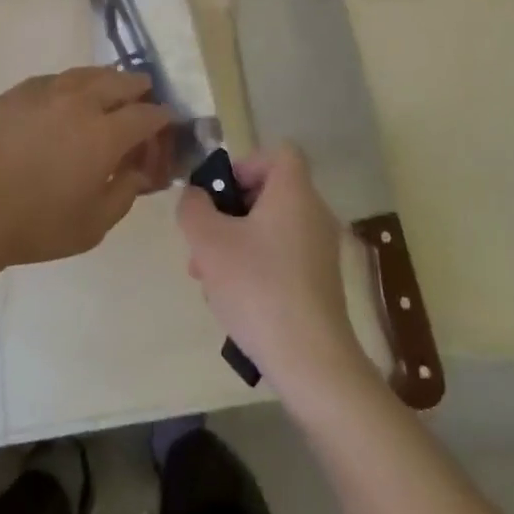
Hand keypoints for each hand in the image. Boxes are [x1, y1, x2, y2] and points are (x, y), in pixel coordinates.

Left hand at [0, 67, 173, 269]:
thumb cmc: (35, 223)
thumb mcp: (93, 225)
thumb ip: (125, 193)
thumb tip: (139, 171)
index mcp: (106, 133)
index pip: (148, 115)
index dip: (163, 118)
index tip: (167, 124)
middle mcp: (81, 101)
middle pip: (121, 81)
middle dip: (139, 89)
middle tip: (142, 100)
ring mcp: (46, 90)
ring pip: (87, 73)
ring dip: (106, 81)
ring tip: (108, 93)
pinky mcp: (17, 91)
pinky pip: (55, 79)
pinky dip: (71, 85)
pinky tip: (65, 100)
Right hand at [176, 146, 367, 395]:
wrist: (310, 360)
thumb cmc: (257, 286)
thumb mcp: (208, 241)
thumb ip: (193, 208)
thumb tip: (196, 196)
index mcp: (294, 192)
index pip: (278, 153)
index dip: (245, 164)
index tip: (220, 195)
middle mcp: (314, 213)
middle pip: (267, 194)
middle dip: (227, 214)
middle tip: (201, 241)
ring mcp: (320, 250)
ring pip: (269, 230)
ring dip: (234, 244)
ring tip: (206, 278)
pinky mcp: (320, 283)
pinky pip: (281, 258)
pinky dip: (255, 268)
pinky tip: (231, 301)